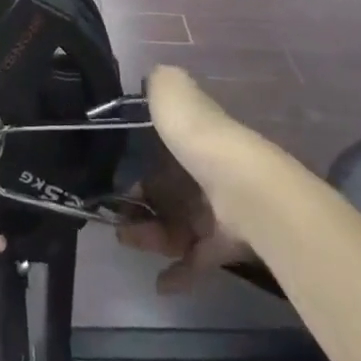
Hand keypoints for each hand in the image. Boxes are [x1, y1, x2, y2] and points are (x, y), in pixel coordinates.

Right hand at [115, 67, 257, 293]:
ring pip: (178, 223)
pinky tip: (162, 283)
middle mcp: (210, 169)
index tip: (114, 168)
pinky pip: (199, 259)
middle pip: (169, 189)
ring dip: (152, 235)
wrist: (245, 192)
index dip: (139, 156)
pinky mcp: (228, 244)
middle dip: (141, 202)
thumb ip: (161, 84)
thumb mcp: (174, 95)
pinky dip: (180, 272)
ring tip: (129, 241)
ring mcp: (220, 209)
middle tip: (116, 214)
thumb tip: (155, 78)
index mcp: (197, 135)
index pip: (166, 144)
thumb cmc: (201, 140)